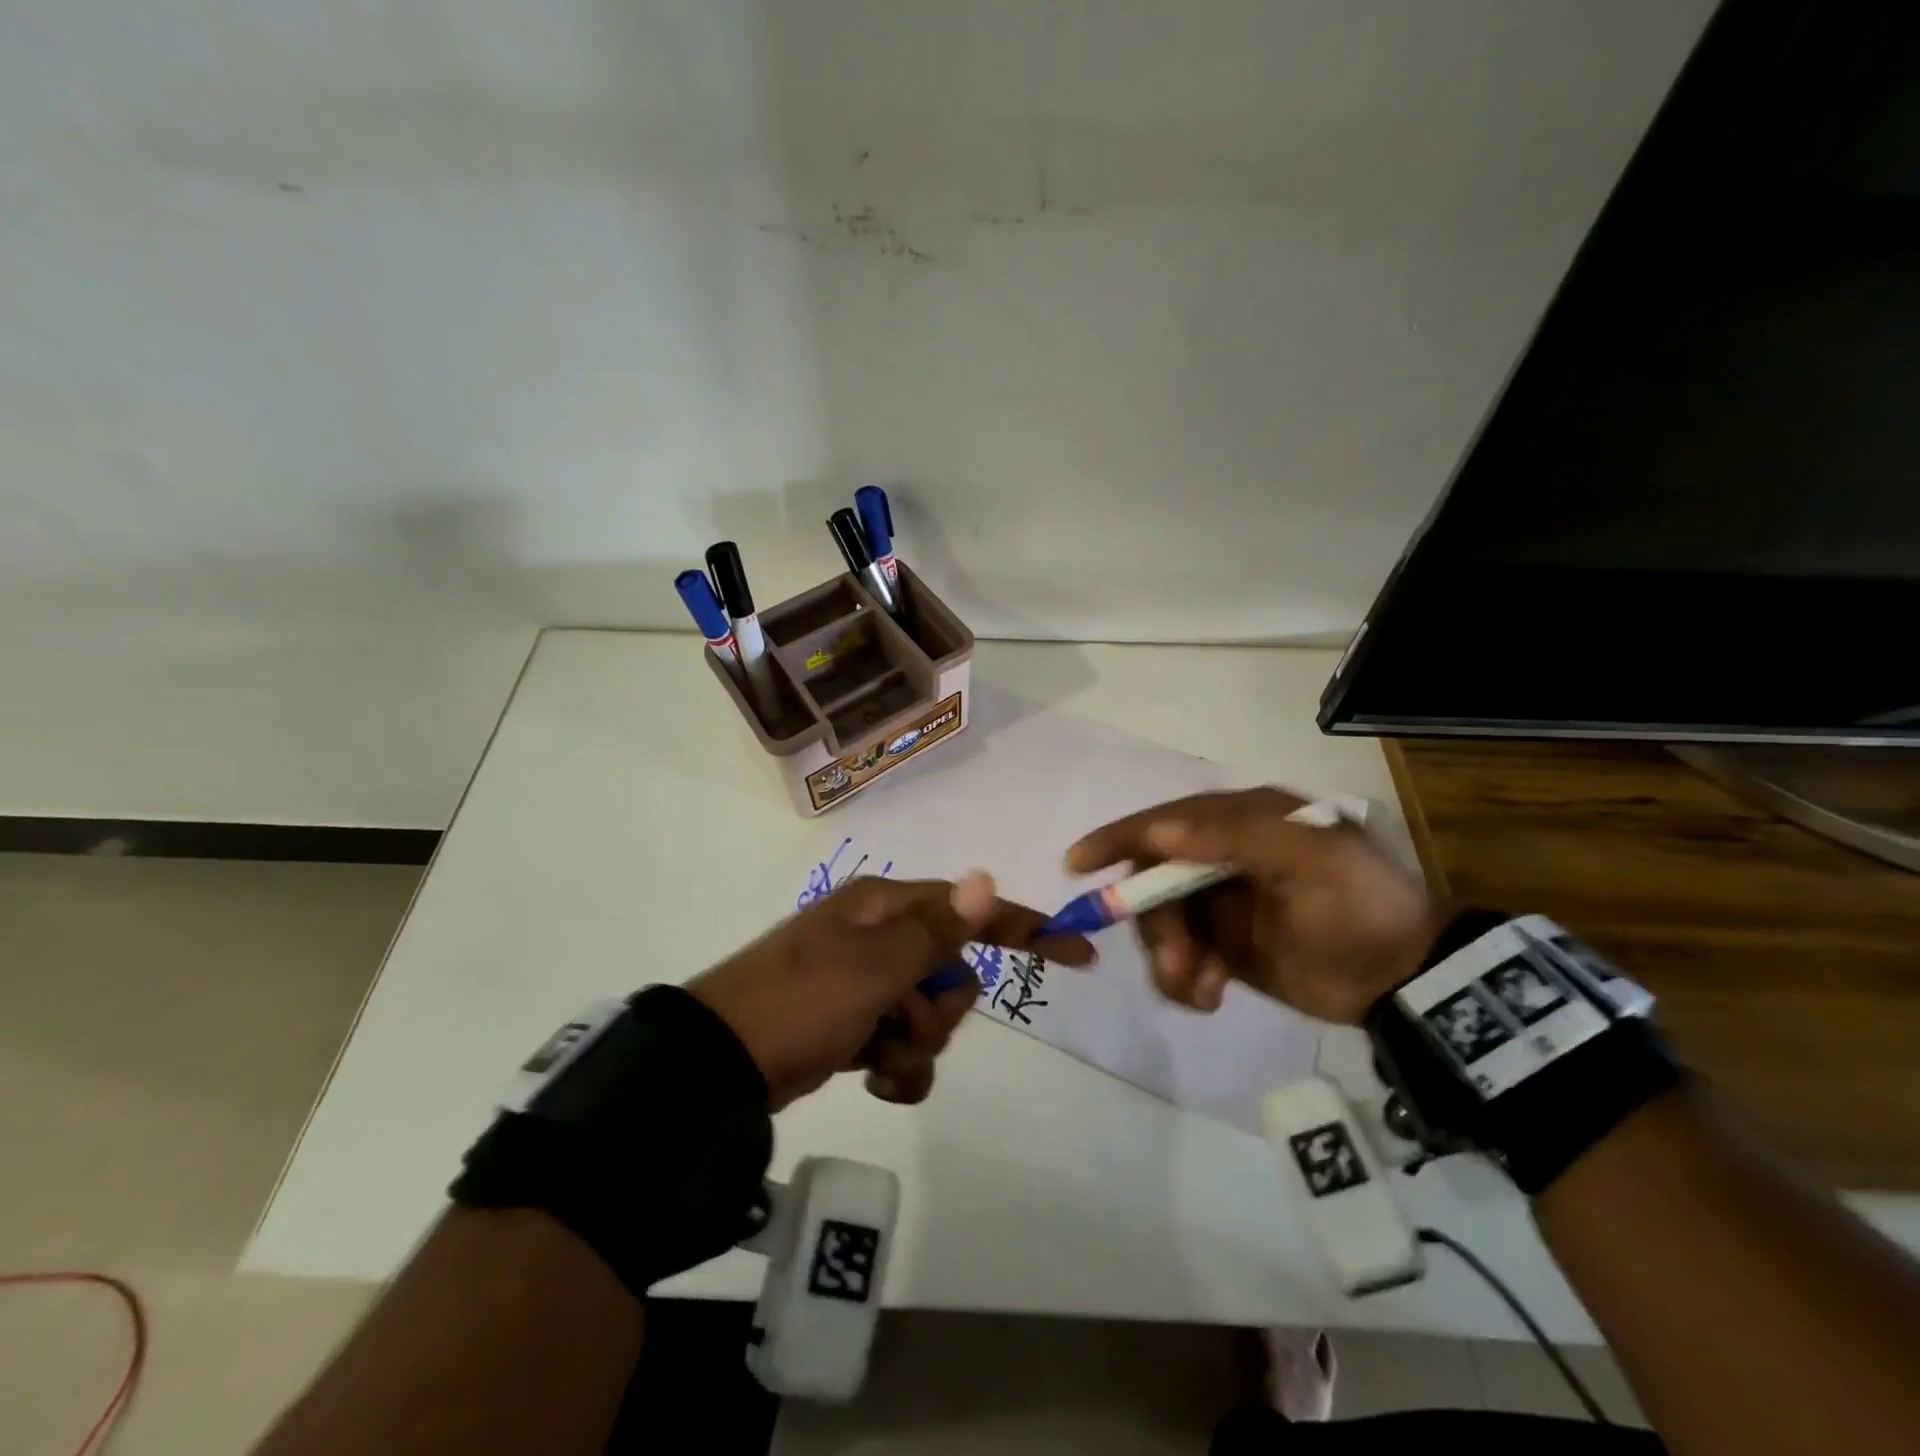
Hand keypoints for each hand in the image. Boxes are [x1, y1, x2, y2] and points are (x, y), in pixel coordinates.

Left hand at [688, 873, 1093, 1109]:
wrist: (723, 1064)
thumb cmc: (803, 1000)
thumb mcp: (875, 965)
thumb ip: (937, 930)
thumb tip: (985, 877)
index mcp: (885, 909)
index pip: (969, 912)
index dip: (1024, 928)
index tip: (1077, 951)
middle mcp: (880, 939)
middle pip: (952, 975)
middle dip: (938, 1010)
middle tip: (899, 1020)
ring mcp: (866, 985)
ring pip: (930, 1017)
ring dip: (914, 1046)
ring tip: (875, 1056)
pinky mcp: (854, 1026)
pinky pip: (903, 1047)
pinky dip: (897, 1069)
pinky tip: (872, 1080)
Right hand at [1066, 787, 1441, 1024]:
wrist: (1405, 978)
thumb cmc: (1360, 907)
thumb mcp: (1310, 859)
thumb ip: (1235, 836)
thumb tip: (1159, 830)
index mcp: (1241, 821)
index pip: (1165, 821)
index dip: (1119, 839)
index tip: (1077, 864)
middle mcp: (1221, 854)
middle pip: (1154, 880)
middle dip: (1155, 924)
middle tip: (1177, 966)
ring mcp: (1219, 901)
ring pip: (1161, 923)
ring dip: (1169, 958)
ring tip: (1200, 989)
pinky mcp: (1222, 943)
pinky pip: (1179, 957)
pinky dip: (1183, 979)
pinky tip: (1209, 997)